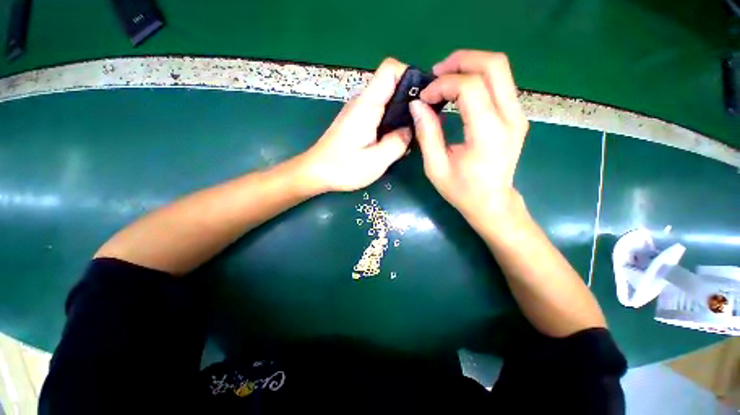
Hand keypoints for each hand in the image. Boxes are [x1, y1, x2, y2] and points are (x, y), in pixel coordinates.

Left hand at [301, 58, 411, 192]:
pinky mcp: (356, 122)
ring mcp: (358, 112)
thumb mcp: (376, 161)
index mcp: (367, 106)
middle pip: (391, 85)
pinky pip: (379, 114)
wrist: (315, 172)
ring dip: (401, 114)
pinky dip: (391, 123)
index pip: (389, 70)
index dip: (409, 75)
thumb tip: (410, 130)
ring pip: (386, 101)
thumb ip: (397, 143)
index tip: (423, 97)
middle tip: (423, 122)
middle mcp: (362, 103)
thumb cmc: (343, 168)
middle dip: (410, 99)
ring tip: (411, 134)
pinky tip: (394, 140)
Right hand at [409, 50, 528, 224]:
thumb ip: (427, 134)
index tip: (425, 97)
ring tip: (445, 79)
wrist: (492, 202)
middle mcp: (510, 118)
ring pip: (500, 69)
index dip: (443, 84)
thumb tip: (417, 105)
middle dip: (461, 60)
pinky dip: (477, 78)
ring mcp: (517, 115)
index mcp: (488, 134)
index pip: (470, 87)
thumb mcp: (436, 167)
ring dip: (470, 66)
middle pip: (494, 65)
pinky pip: (500, 83)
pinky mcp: (516, 116)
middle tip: (436, 73)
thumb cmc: (462, 190)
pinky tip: (459, 91)